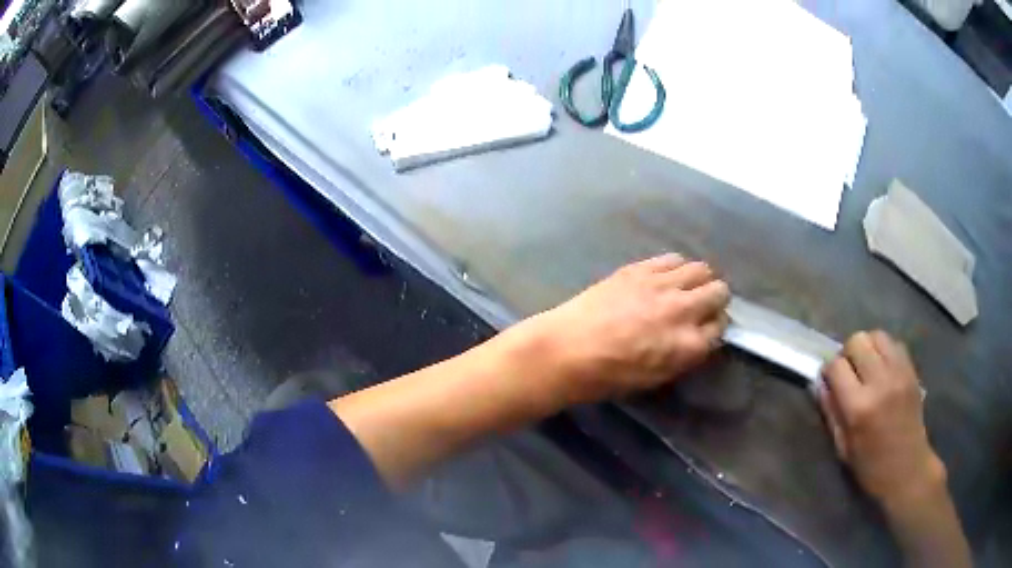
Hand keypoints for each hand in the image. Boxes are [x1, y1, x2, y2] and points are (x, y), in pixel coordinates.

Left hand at [531, 254, 729, 402]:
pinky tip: (665, 277)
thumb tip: (697, 338)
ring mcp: (663, 285)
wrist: (567, 349)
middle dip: (715, 300)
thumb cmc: (608, 375)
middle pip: (719, 292)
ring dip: (699, 280)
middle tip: (700, 307)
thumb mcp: (655, 377)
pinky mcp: (641, 268)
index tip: (705, 329)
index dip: (714, 328)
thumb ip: (683, 355)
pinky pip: (673, 258)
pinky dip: (676, 267)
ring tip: (685, 288)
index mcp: (688, 345)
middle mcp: (683, 310)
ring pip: (701, 269)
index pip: (720, 327)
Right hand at [819, 331, 944, 511]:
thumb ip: (831, 412)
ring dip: (867, 347)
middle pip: (857, 341)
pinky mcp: (911, 370)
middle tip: (848, 372)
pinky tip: (883, 369)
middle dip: (847, 353)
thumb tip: (820, 383)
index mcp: (858, 407)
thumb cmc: (870, 466)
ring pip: (876, 335)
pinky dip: (884, 350)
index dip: (828, 371)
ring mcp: (899, 373)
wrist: (908, 469)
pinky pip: (894, 344)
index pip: (836, 366)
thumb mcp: (842, 447)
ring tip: (866, 366)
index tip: (829, 381)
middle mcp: (879, 382)